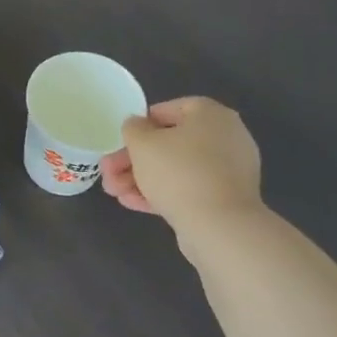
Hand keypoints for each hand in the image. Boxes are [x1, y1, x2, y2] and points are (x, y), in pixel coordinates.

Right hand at [101, 97, 262, 246]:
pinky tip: (132, 202)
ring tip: (114, 192)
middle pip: (169, 143)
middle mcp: (225, 137)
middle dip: (133, 159)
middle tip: (108, 173)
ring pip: (176, 169)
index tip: (120, 142)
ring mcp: (228, 171)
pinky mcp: (225, 199)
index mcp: (210, 114)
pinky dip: (162, 193)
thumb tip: (137, 126)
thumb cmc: (178, 172)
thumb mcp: (141, 143)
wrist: (219, 226)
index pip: (168, 110)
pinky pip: (188, 189)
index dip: (138, 125)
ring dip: (141, 178)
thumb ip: (133, 128)